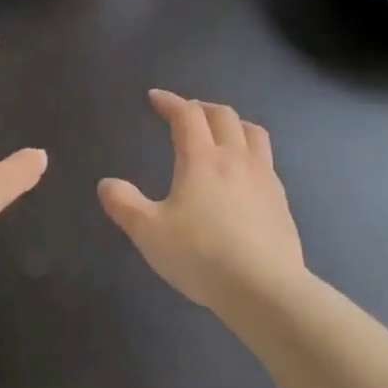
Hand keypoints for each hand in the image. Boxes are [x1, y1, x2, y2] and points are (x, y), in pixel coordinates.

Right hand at [98, 90, 309, 309]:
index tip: (155, 97)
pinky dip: (250, 152)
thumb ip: (124, 204)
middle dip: (201, 107)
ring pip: (253, 133)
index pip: (186, 115)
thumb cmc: (200, 255)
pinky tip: (243, 175)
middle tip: (185, 112)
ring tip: (221, 132)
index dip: (170, 101)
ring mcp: (264, 179)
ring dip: (233, 124)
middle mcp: (236, 159)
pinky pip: (267, 161)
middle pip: (223, 116)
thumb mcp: (148, 232)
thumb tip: (107, 184)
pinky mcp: (281, 202)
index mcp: (201, 159)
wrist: (264, 289)